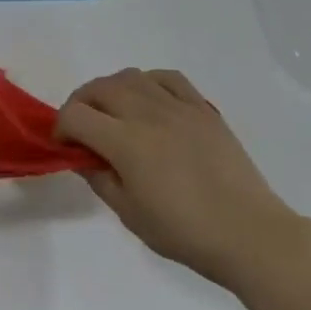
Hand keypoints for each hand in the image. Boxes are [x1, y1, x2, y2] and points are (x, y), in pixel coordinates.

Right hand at [55, 69, 298, 287]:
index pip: (76, 115)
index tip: (65, 146)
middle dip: (81, 103)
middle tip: (83, 128)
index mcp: (125, 141)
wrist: (249, 233)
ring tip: (114, 112)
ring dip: (111, 89)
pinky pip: (166, 78)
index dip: (61, 127)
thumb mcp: (130, 214)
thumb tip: (83, 156)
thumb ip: (100, 178)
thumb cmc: (185, 232)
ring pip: (130, 76)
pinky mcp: (202, 107)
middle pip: (99, 87)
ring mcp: (177, 105)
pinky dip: (148, 82)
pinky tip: (149, 101)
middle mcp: (146, 113)